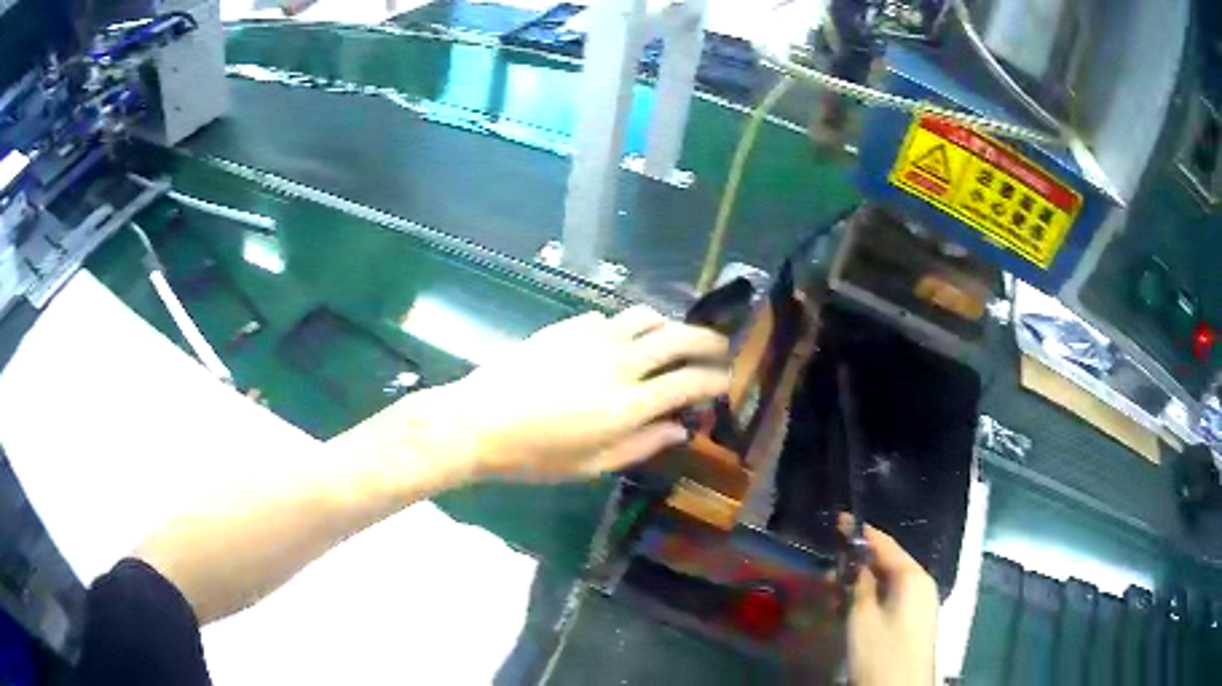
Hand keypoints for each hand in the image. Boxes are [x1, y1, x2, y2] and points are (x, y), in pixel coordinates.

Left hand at [450, 305, 729, 480]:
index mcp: (629, 404)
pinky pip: (612, 317)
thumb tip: (680, 429)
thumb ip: (641, 445)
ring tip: (673, 338)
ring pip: (647, 317)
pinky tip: (621, 340)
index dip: (715, 379)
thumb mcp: (592, 465)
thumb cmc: (535, 455)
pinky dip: (628, 326)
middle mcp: (620, 363)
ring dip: (669, 325)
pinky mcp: (569, 326)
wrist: (479, 421)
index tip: (726, 380)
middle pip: (678, 338)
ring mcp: (594, 338)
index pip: (688, 382)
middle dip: (708, 341)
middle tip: (718, 347)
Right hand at [845, 519, 938, 685]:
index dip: (860, 532)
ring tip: (834, 589)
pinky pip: (893, 598)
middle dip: (859, 562)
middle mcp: (921, 584)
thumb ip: (858, 585)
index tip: (838, 520)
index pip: (885, 544)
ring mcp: (920, 603)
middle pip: (888, 563)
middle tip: (829, 564)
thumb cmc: (880, 651)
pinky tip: (852, 608)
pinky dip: (872, 597)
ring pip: (889, 583)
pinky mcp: (915, 621)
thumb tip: (855, 562)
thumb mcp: (861, 617)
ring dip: (863, 583)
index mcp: (912, 576)